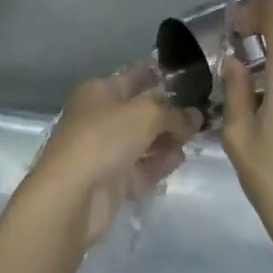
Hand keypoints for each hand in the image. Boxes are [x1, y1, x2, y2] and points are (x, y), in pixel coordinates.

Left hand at [26, 65, 197, 247]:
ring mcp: (105, 152)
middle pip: (140, 112)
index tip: (188, 79)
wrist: (72, 195)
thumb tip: (195, 116)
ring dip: (166, 140)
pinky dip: (158, 164)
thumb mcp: (146, 114)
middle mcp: (100, 118)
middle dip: (168, 114)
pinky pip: (141, 169)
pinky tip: (178, 160)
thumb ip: (174, 113)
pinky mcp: (111, 182)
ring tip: (194, 138)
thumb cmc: (104, 139)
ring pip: (143, 141)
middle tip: (200, 115)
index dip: (159, 76)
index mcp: (99, 92)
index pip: (133, 77)